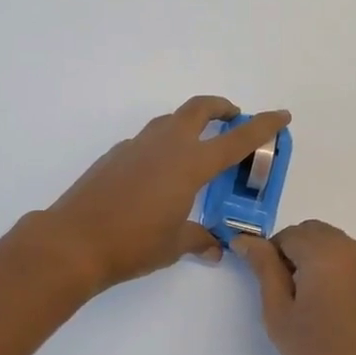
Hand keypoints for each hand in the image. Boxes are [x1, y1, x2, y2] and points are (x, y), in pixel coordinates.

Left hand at [41, 97, 291, 294]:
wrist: (74, 240)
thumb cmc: (133, 243)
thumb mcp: (174, 244)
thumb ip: (198, 239)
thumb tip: (215, 247)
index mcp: (190, 164)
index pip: (236, 139)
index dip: (262, 126)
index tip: (281, 115)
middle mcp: (166, 145)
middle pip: (198, 109)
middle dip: (220, 107)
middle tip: (233, 118)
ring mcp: (137, 146)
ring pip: (170, 120)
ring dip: (189, 123)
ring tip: (197, 146)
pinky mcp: (115, 155)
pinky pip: (147, 140)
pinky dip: (163, 144)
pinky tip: (158, 173)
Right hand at [235, 221, 355, 354]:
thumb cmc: (317, 352)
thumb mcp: (278, 311)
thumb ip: (264, 267)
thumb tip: (246, 240)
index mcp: (324, 251)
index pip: (289, 234)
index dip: (275, 256)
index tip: (274, 286)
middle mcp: (355, 249)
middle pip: (317, 234)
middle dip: (300, 253)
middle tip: (293, 294)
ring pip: (342, 249)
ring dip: (325, 263)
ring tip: (321, 306)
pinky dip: (349, 278)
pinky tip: (346, 313)